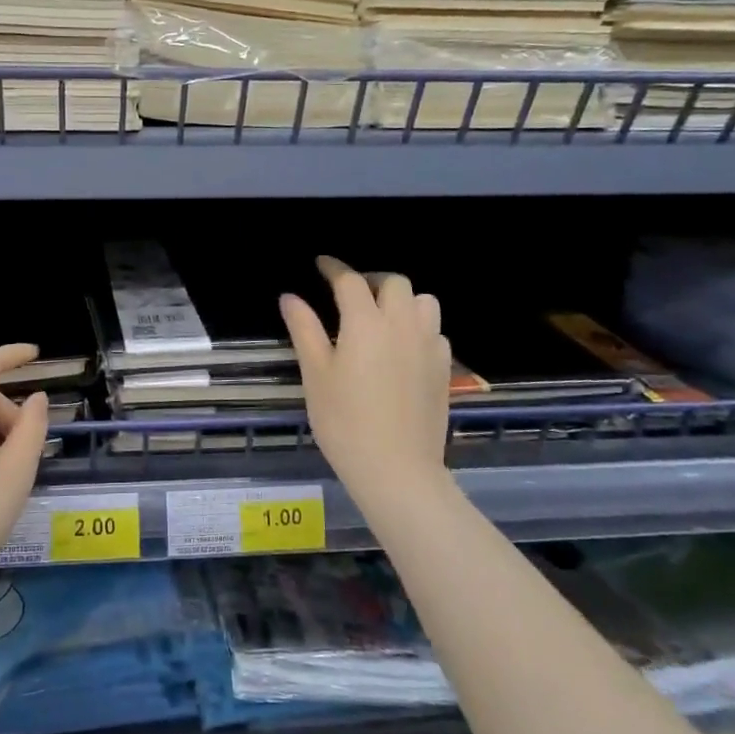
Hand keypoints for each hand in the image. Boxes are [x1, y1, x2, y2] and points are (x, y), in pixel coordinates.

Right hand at [280, 256, 453, 515]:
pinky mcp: (444, 368)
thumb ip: (304, 329)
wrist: (396, 469)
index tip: (321, 264)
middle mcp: (402, 325)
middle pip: (394, 283)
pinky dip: (418, 326)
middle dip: (371, 280)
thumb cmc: (344, 422)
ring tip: (382, 315)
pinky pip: (435, 330)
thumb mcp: (315, 374)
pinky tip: (403, 347)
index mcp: (365, 323)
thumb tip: (290, 297)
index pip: (350, 281)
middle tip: (350, 294)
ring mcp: (429, 345)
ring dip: (402, 299)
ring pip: (424, 301)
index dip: (334, 268)